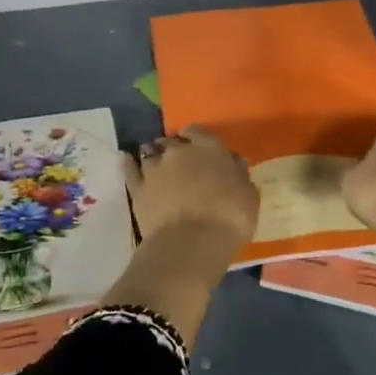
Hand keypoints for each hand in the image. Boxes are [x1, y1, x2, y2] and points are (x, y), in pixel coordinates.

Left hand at [122, 127, 258, 259]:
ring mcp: (155, 169)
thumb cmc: (229, 217)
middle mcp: (178, 152)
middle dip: (175, 149)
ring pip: (151, 154)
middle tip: (180, 163)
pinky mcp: (138, 189)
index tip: (198, 146)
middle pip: (173, 142)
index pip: (198, 131)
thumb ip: (239, 175)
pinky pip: (130, 170)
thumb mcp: (248, 195)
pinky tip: (126, 158)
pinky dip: (128, 163)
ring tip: (157, 164)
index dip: (197, 137)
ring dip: (154, 156)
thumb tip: (234, 162)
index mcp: (209, 149)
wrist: (191, 242)